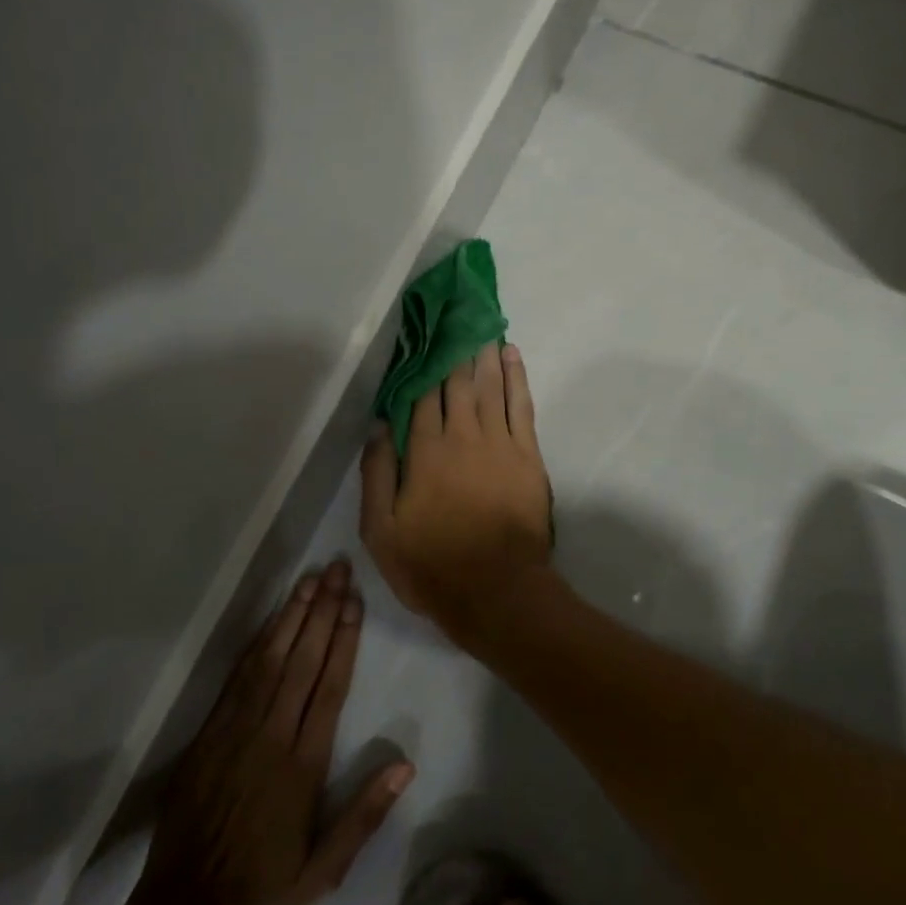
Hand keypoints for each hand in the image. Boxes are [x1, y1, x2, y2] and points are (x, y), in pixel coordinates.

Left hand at [136, 561, 413, 904]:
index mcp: (302, 764)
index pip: (329, 686)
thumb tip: (405, 765)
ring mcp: (236, 729)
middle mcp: (272, 734)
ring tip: (310, 580)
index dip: (344, 639)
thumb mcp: (323, 871)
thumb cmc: (262, 887)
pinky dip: (257, 643)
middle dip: (322, 610)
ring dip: (291, 616)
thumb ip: (363, 817)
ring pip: (270, 659)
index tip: (355, 601)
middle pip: (302, 659)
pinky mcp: (210, 731)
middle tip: (337, 569)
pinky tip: (271, 620)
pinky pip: (238, 677)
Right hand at [360, 342, 553, 644]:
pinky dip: (516, 376)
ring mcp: (499, 443)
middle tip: (454, 313)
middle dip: (453, 346)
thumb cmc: (432, 564)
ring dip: (483, 352)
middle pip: (457, 382)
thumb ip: (378, 474)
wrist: (497, 591)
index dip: (421, 364)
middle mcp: (462, 436)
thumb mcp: (382, 530)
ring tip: (480, 321)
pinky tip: (511, 355)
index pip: (421, 396)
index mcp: (425, 452)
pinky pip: (522, 405)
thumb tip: (378, 426)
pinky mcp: (528, 455)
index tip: (422, 334)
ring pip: (490, 385)